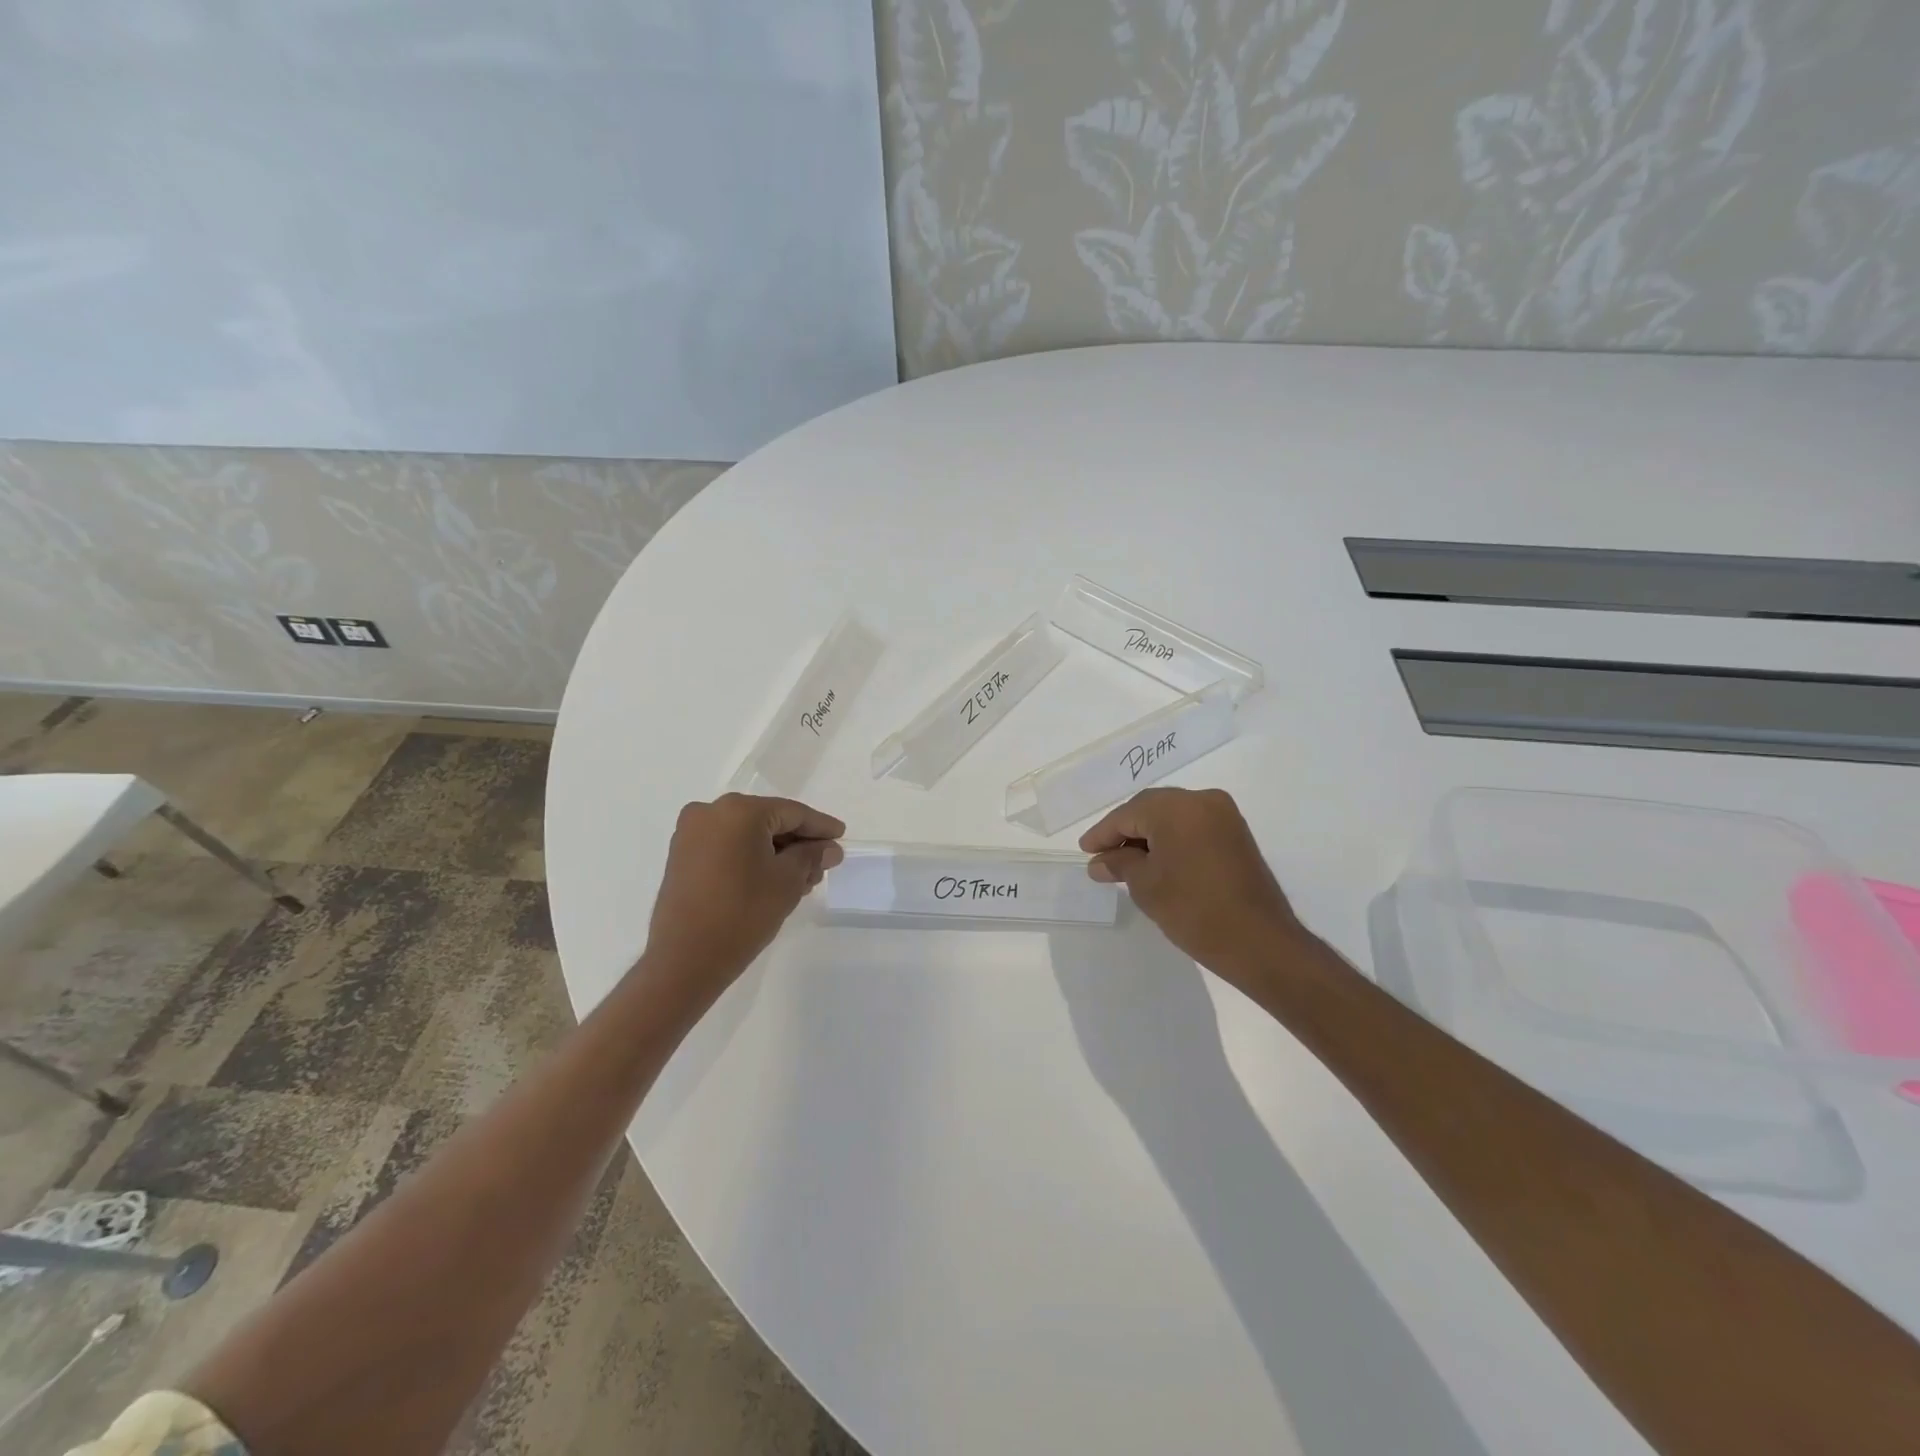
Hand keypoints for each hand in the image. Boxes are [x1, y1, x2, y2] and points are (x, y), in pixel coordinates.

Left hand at [644, 794, 844, 990]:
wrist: (684, 960)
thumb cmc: (743, 913)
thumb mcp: (788, 882)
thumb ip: (811, 857)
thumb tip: (829, 848)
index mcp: (739, 810)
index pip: (792, 813)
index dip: (820, 827)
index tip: (841, 837)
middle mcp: (710, 812)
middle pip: (768, 821)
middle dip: (798, 843)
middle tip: (823, 865)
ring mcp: (691, 834)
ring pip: (747, 835)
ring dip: (776, 852)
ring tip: (802, 879)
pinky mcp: (682, 857)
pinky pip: (727, 847)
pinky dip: (751, 858)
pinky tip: (772, 879)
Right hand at [1080, 787, 1302, 987]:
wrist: (1259, 942)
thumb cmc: (1194, 910)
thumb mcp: (1146, 886)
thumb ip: (1120, 864)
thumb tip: (1100, 862)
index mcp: (1177, 807)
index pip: (1128, 814)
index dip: (1103, 834)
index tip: (1085, 851)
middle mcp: (1203, 800)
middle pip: (1150, 809)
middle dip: (1125, 831)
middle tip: (1102, 856)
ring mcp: (1224, 816)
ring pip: (1173, 816)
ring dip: (1148, 836)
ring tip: (1126, 863)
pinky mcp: (1236, 834)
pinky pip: (1193, 827)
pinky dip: (1172, 840)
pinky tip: (1156, 862)